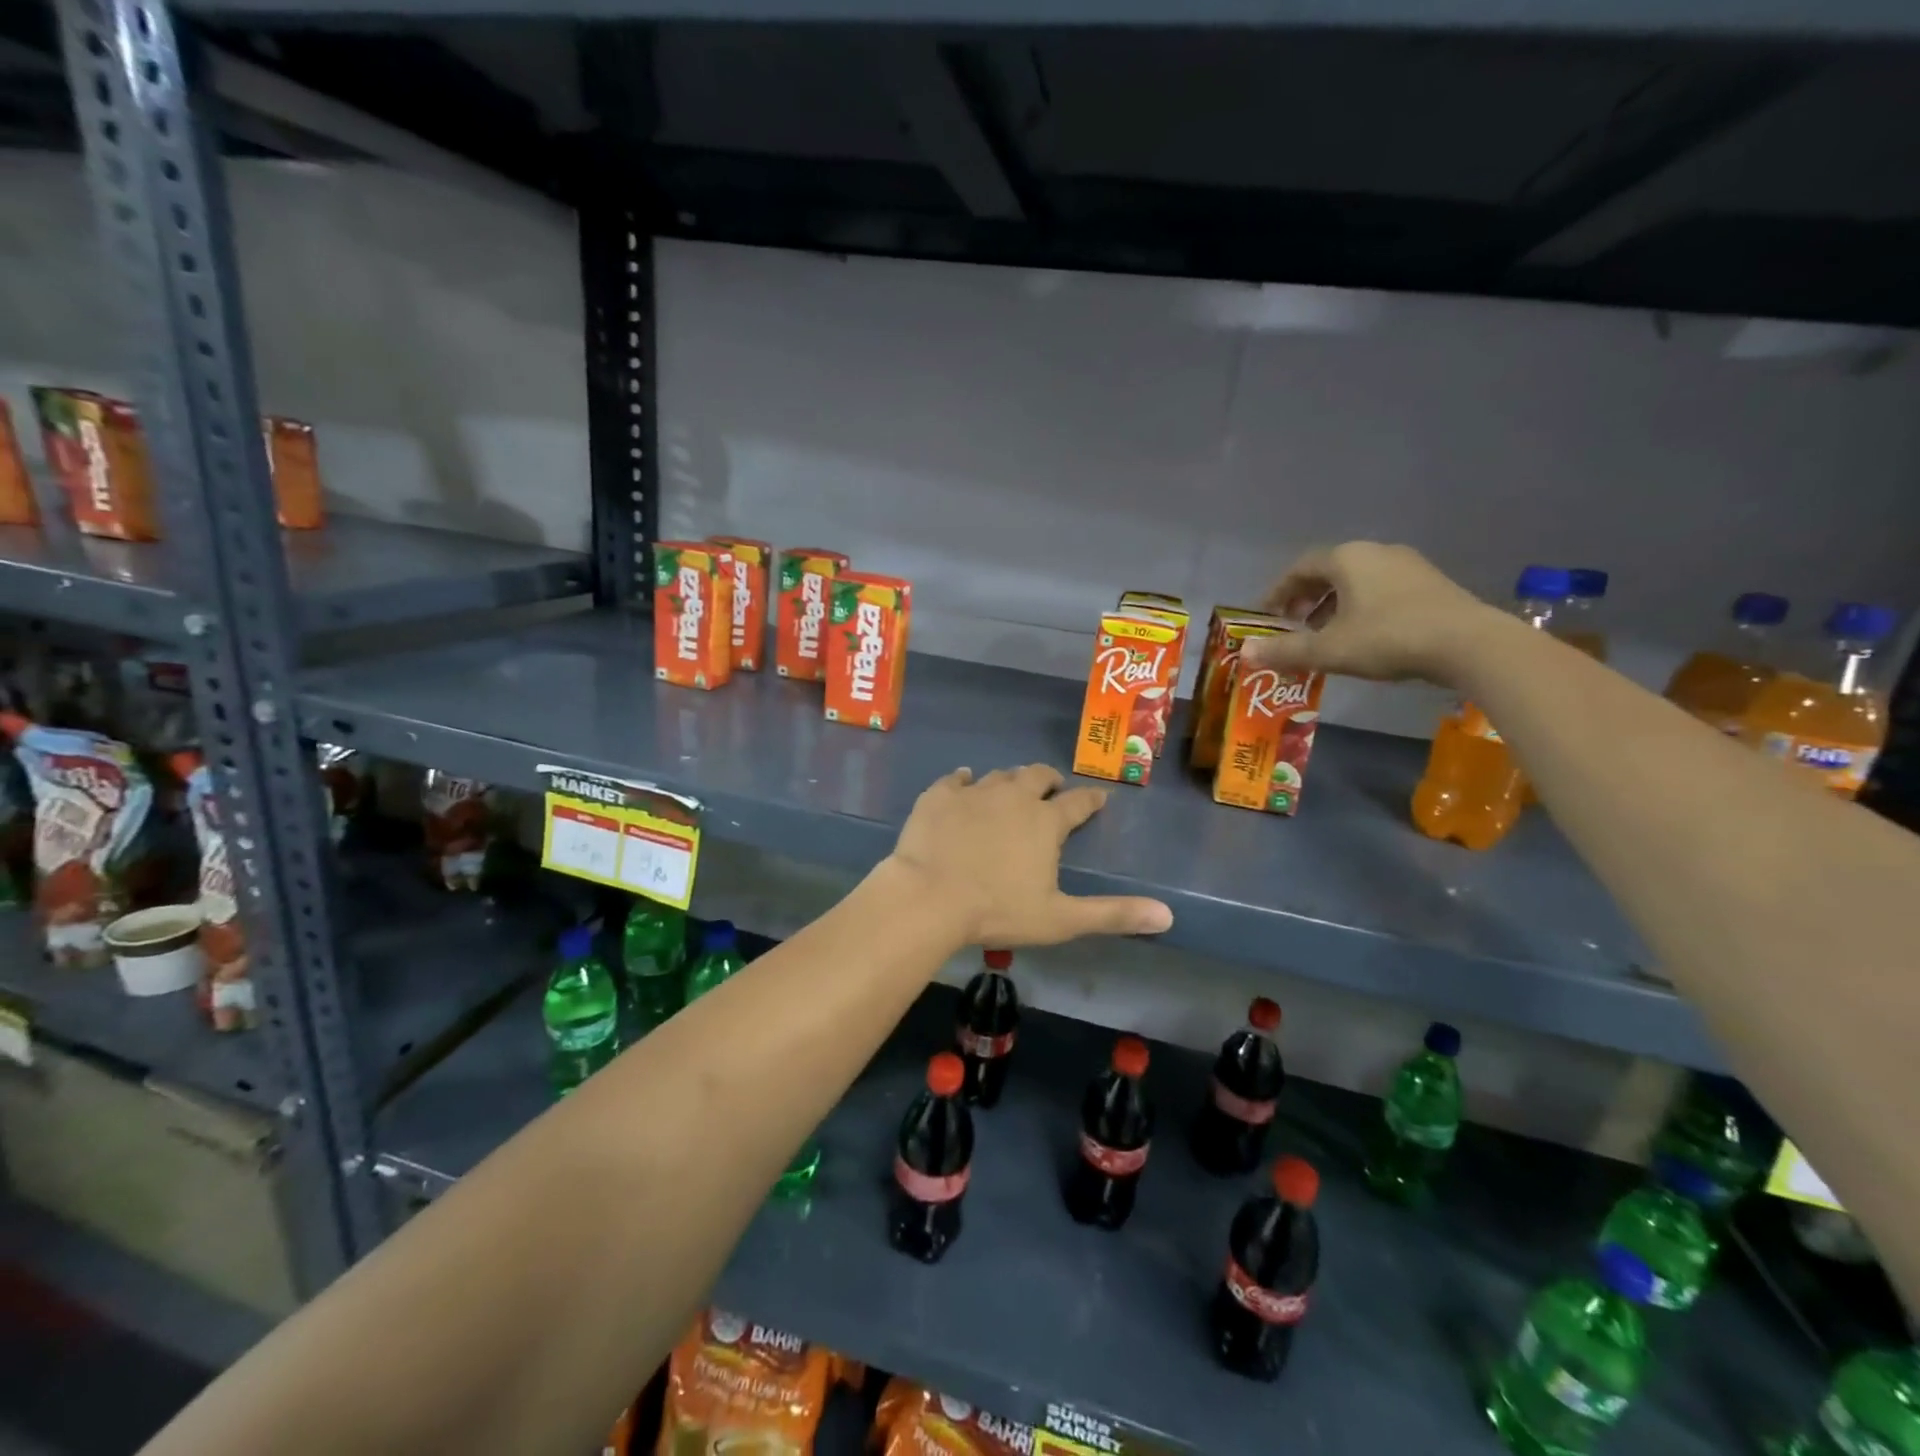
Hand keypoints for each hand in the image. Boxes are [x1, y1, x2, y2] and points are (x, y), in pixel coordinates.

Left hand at [884, 765, 1173, 947]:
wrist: (929, 897)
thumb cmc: (997, 910)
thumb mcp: (1061, 919)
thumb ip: (1113, 915)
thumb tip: (1168, 916)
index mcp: (1045, 822)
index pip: (1078, 803)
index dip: (1091, 800)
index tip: (1098, 798)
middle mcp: (1014, 796)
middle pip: (1037, 776)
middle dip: (1049, 780)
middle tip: (1051, 787)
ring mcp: (974, 792)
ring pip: (999, 776)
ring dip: (1009, 781)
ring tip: (1010, 788)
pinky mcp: (939, 796)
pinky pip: (955, 779)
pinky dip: (963, 780)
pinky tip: (963, 781)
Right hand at [1241, 541, 1497, 684]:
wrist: (1469, 644)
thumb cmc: (1388, 638)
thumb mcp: (1328, 650)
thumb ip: (1285, 650)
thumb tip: (1245, 653)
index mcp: (1346, 558)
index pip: (1299, 568)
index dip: (1278, 592)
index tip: (1267, 617)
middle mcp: (1375, 552)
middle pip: (1328, 571)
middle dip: (1305, 598)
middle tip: (1292, 625)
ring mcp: (1408, 565)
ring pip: (1356, 581)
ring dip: (1333, 605)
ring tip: (1324, 634)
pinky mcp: (1430, 583)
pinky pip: (1381, 589)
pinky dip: (1361, 607)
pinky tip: (1362, 635)